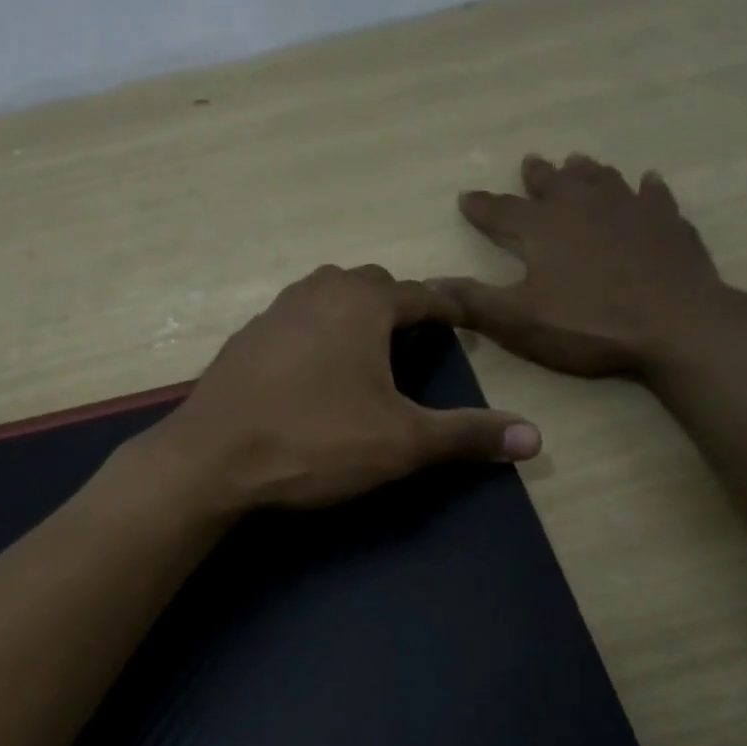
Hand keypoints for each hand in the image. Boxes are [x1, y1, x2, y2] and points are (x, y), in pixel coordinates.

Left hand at [137, 265, 541, 511]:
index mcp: (362, 302)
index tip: (465, 324)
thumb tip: (536, 438)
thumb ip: (466, 436)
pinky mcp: (243, 342)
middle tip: (415, 344)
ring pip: (327, 298)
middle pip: (372, 285)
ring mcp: (272, 314)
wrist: (210, 460)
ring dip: (352, 317)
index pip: (421, 295)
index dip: (448, 310)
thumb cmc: (315, 442)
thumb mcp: (401, 443)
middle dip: (398, 308)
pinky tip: (313, 376)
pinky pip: (293, 325)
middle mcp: (316, 291)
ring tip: (368, 357)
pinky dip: (315, 337)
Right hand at [435, 153, 746, 379]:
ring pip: (602, 180)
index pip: (502, 212)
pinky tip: (647, 182)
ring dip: (587, 171)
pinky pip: (653, 196)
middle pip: (555, 185)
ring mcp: (630, 210)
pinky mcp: (668, 223)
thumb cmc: (589, 325)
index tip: (466, 196)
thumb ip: (473, 302)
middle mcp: (583, 208)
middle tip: (531, 162)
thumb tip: (428, 285)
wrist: (675, 324)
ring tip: (578, 160)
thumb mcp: (519, 321)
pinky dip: (645, 188)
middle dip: (538, 176)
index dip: (482, 206)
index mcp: (543, 230)